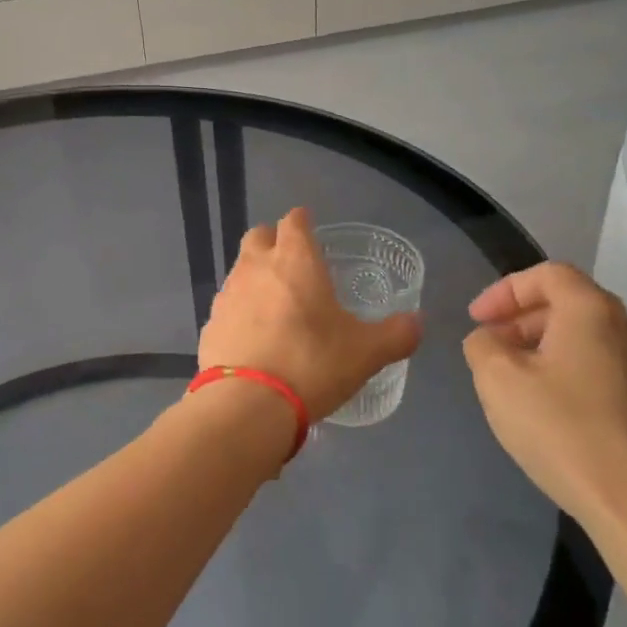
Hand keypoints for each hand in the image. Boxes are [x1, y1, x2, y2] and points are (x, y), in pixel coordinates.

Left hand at [200, 207, 421, 422]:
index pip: (294, 221)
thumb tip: (417, 323)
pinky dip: (240, 313)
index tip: (310, 228)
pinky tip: (254, 338)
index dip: (302, 221)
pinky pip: (227, 308)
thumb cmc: (312, 364)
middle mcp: (256, 267)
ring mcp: (227, 296)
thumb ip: (396, 334)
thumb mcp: (367, 353)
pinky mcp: (209, 326)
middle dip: (273, 241)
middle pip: (259, 236)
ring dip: (256, 278)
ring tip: (275, 305)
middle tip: (292, 263)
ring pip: (240, 271)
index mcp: (295, 261)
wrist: (248, 405)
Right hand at [462, 263, 626, 548]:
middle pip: (568, 303)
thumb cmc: (563, 430)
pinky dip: (567, 371)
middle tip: (490, 347)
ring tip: (512, 379)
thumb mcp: (498, 380)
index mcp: (593, 311)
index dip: (505, 290)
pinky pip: (601, 367)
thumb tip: (489, 340)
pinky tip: (548, 408)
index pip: (547, 274)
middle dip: (521, 319)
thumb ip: (483, 345)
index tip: (476, 319)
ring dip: (543, 346)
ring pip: (585, 337)